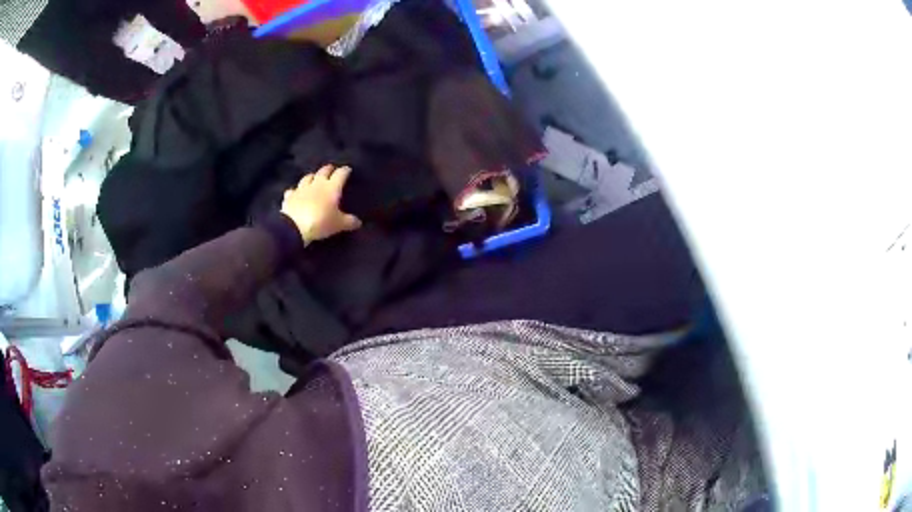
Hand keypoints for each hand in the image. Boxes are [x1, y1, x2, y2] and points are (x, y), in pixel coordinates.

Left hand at [281, 164, 361, 243]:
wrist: (294, 227)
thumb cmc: (321, 222)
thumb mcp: (339, 224)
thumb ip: (349, 222)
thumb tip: (358, 222)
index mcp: (331, 187)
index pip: (340, 174)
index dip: (345, 171)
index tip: (348, 170)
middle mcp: (317, 183)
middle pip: (323, 171)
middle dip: (329, 169)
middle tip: (332, 169)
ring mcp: (301, 188)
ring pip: (307, 177)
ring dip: (312, 176)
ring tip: (314, 177)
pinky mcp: (290, 196)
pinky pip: (293, 190)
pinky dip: (296, 191)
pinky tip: (296, 193)